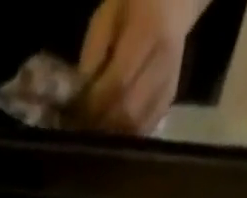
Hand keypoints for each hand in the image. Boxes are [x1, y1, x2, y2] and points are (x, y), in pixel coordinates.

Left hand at [75, 0, 204, 134]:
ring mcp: (171, 80)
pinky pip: (146, 128)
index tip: (75, 115)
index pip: (118, 82)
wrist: (171, 2)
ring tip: (95, 133)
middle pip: (129, 111)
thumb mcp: (105, 19)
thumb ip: (92, 58)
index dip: (94, 105)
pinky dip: (126, 135)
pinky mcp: (170, 97)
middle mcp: (165, 59)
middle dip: (102, 125)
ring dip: (113, 136)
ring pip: (138, 125)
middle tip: (83, 129)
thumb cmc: (132, 6)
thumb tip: (78, 100)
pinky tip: (112, 132)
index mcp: (149, 30)